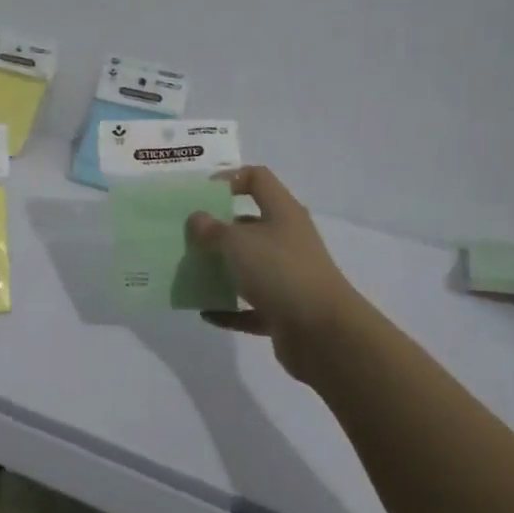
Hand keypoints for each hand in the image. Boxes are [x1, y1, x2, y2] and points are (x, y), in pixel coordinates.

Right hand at [187, 167, 363, 383]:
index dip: (230, 178)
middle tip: (189, 236)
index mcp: (283, 212)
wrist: (324, 335)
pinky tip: (206, 312)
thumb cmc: (280, 272)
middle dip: (219, 229)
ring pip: (250, 266)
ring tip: (192, 272)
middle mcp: (288, 240)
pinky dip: (230, 309)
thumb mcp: (237, 243)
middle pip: (251, 224)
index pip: (258, 179)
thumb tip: (197, 218)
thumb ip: (212, 229)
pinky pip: (252, 307)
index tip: (202, 194)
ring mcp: (289, 277)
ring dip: (223, 270)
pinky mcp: (286, 311)